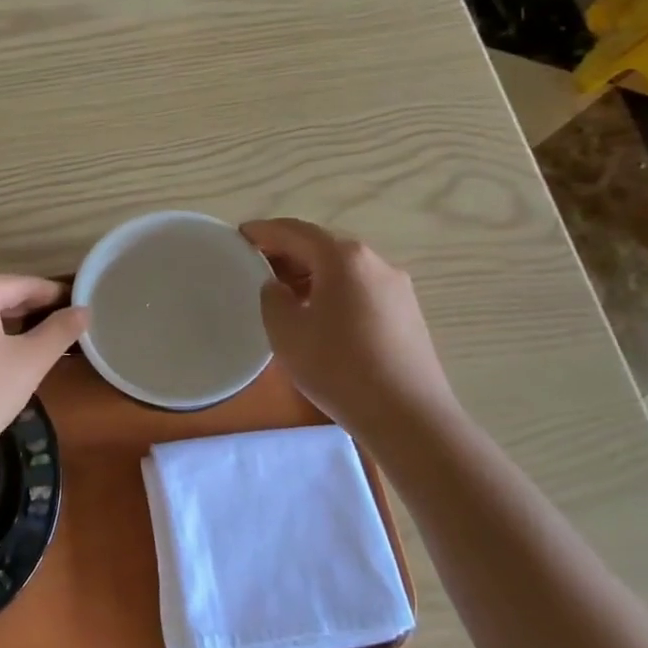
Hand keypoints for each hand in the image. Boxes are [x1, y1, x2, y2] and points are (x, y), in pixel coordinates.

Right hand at [241, 218, 457, 429]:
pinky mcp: (407, 312)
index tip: (239, 236)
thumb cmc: (339, 368)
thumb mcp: (286, 332)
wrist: (407, 416)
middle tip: (256, 266)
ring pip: (343, 268)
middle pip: (321, 245)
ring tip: (284, 294)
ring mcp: (396, 286)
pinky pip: (360, 287)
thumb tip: (279, 287)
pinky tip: (319, 315)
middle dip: (287, 251)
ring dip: (311, 273)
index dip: (263, 231)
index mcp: (343, 258)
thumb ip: (273, 298)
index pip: (294, 231)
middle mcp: (374, 261)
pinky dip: (333, 289)